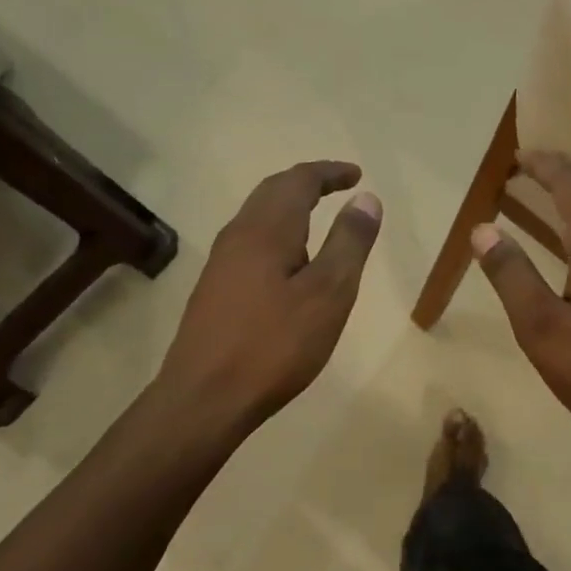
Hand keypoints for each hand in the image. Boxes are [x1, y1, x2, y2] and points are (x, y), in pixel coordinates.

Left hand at [156, 161, 381, 428]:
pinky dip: (277, 231)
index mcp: (266, 229)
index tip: (357, 175)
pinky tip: (287, 260)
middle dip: (307, 183)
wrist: (205, 397)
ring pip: (258, 216)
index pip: (299, 181)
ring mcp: (221, 262)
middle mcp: (238, 235)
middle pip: (272, 191)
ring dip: (289, 206)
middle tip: (339, 186)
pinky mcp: (214, 288)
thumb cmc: (274, 345)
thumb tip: (366, 198)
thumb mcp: (328, 294)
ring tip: (318, 216)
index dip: (329, 173)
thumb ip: (349, 243)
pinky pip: (250, 241)